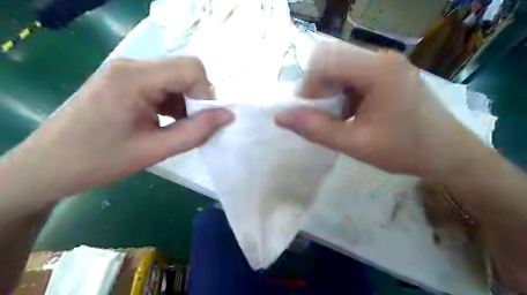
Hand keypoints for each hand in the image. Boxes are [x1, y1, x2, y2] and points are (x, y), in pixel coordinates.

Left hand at [1, 57, 232, 202]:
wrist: (49, 167)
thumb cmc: (99, 161)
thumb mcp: (155, 150)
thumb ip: (195, 132)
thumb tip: (228, 116)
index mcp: (134, 77)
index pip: (191, 68)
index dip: (205, 95)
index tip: (200, 121)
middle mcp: (131, 66)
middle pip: (185, 71)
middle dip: (196, 100)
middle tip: (188, 128)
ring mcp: (127, 72)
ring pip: (177, 79)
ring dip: (185, 104)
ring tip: (173, 129)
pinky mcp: (126, 81)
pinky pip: (164, 85)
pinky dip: (173, 104)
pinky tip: (164, 123)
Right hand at [276, 41, 484, 179]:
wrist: (448, 153)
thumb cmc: (404, 150)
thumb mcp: (355, 144)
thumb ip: (315, 129)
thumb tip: (279, 116)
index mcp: (378, 71)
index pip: (325, 59)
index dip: (308, 84)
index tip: (309, 110)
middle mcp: (382, 59)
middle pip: (332, 59)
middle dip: (319, 87)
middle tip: (323, 114)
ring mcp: (387, 64)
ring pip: (340, 66)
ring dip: (331, 90)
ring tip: (340, 116)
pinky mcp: (388, 72)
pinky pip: (353, 74)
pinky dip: (343, 92)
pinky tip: (352, 112)